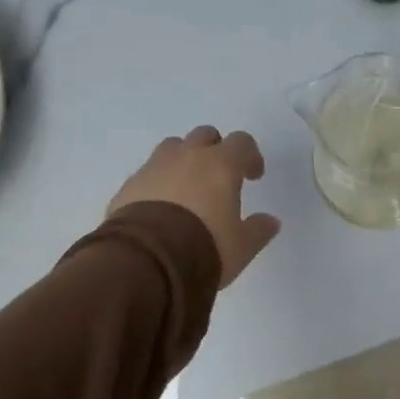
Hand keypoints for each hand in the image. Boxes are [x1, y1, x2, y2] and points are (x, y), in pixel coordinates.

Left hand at [108, 126, 281, 287]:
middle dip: (215, 150)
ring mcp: (154, 167)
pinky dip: (158, 182)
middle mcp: (187, 157)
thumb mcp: (241, 246)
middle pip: (205, 136)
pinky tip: (160, 207)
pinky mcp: (129, 185)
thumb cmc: (205, 248)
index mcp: (220, 165)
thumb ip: (258, 230)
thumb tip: (271, 221)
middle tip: (219, 177)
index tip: (252, 176)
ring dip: (184, 160)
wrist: (147, 262)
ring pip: (172, 148)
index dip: (250, 156)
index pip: (241, 142)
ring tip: (187, 188)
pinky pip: (148, 173)